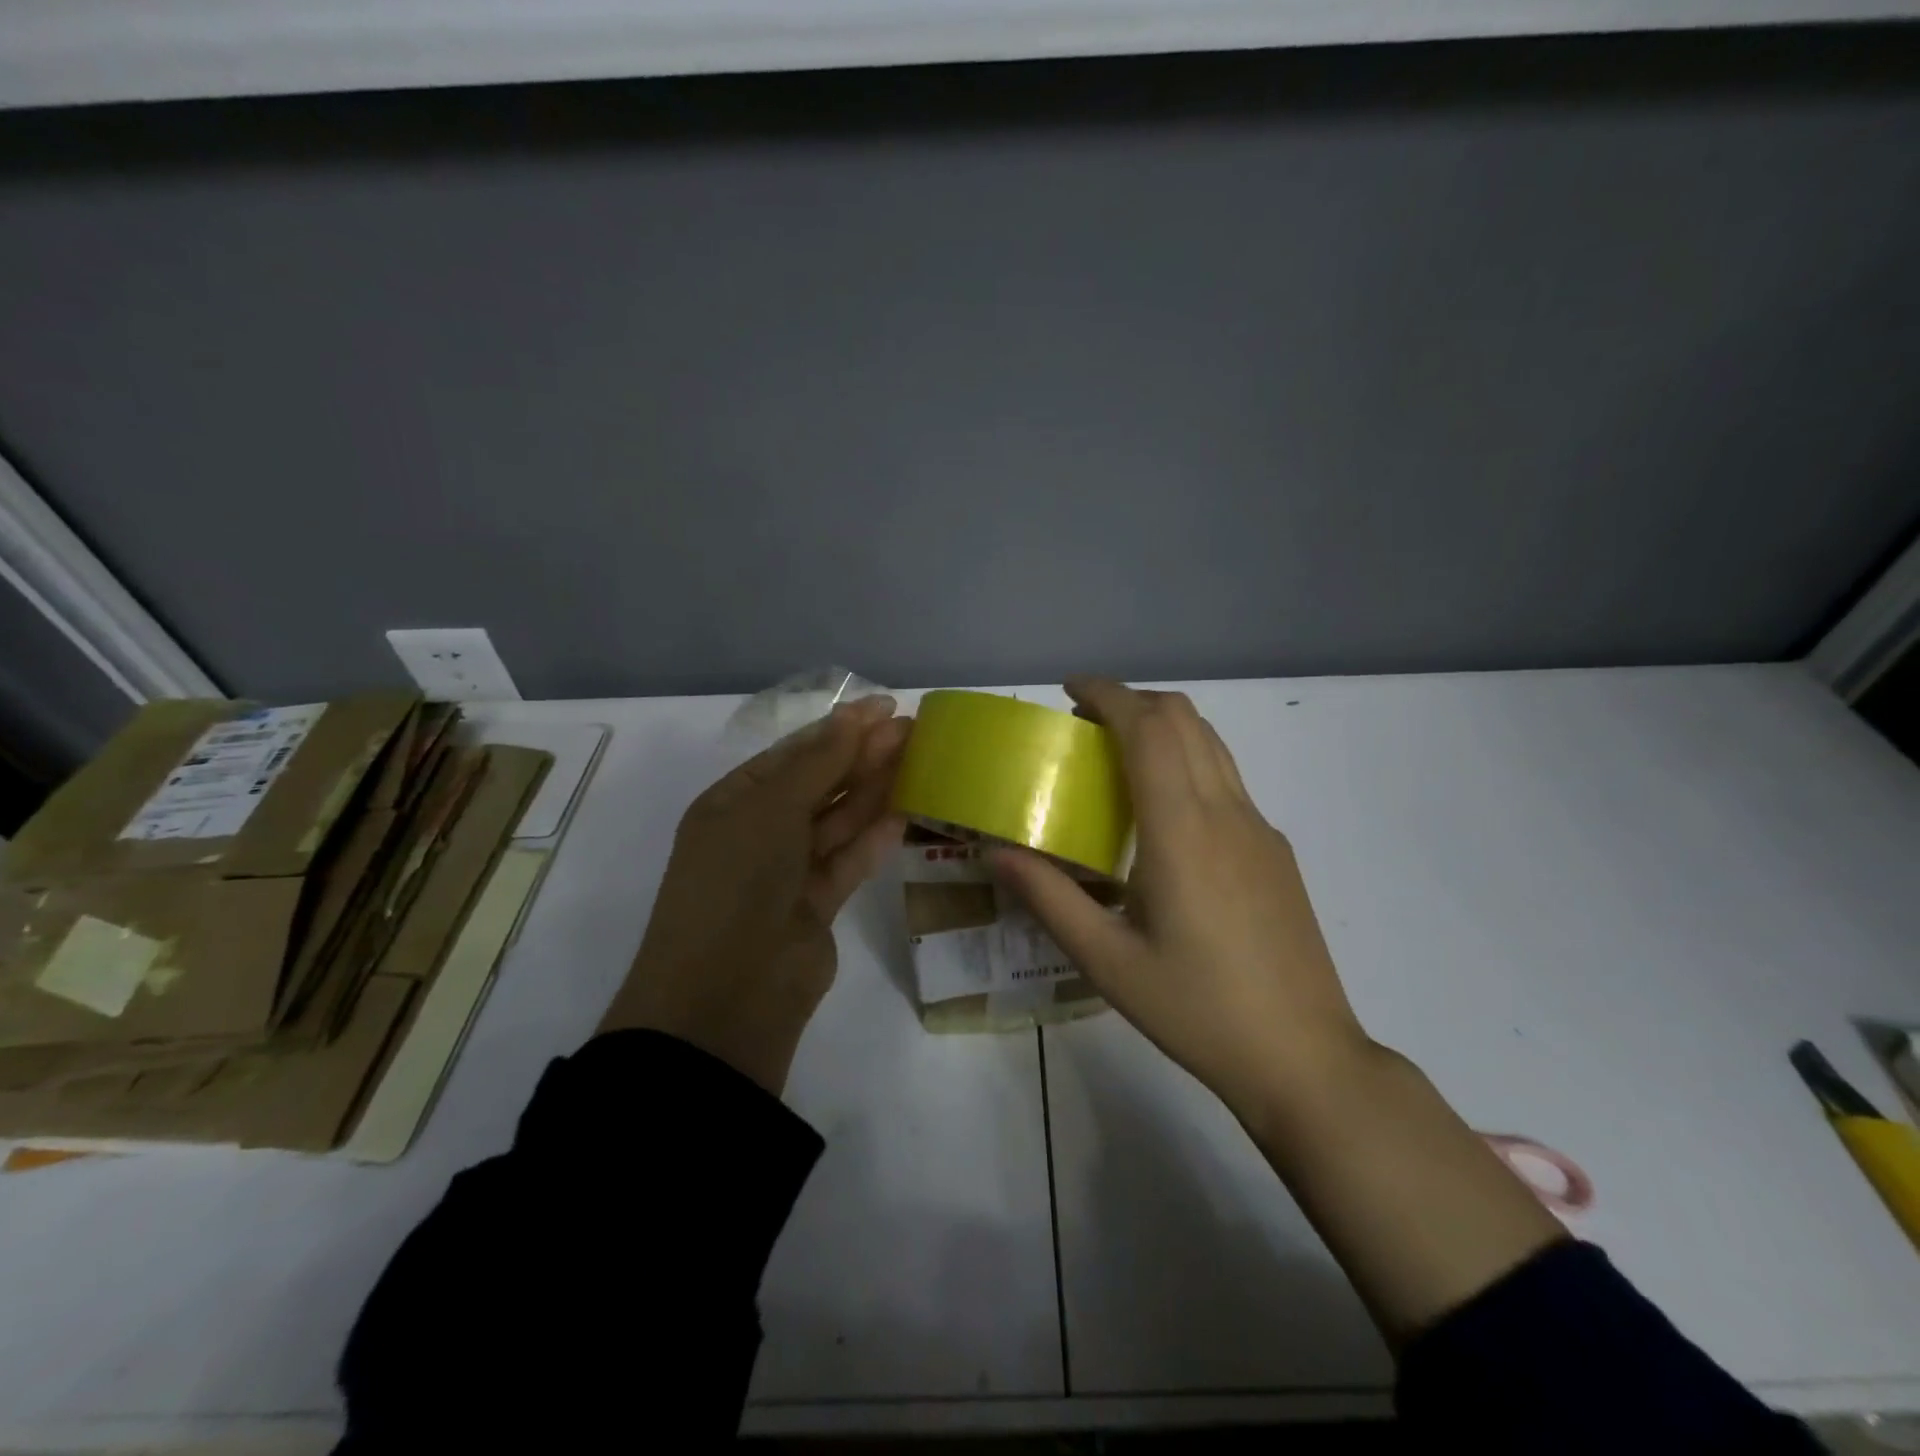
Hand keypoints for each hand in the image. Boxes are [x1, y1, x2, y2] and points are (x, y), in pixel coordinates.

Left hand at [600, 696, 908, 1094]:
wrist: (726, 993)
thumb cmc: (737, 881)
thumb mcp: (770, 808)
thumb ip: (820, 762)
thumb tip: (856, 715)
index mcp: (733, 803)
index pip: (792, 754)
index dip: (838, 729)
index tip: (885, 707)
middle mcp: (758, 833)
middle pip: (819, 784)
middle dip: (862, 756)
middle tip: (913, 731)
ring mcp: (787, 872)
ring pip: (837, 821)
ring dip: (874, 791)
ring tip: (918, 761)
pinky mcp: (817, 906)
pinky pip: (849, 861)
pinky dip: (874, 838)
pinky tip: (905, 812)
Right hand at [996, 679, 1562, 1343]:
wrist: (1304, 1058)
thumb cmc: (1197, 1010)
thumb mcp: (1108, 962)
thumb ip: (1048, 898)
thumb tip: (995, 851)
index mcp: (1182, 831)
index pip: (1148, 729)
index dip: (1108, 694)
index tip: (1069, 689)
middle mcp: (1226, 813)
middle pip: (1183, 719)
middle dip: (1131, 701)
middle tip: (1084, 722)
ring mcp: (1259, 829)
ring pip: (1211, 743)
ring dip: (1163, 727)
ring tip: (1116, 755)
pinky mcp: (1275, 851)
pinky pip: (1226, 779)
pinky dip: (1187, 761)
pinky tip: (1162, 813)